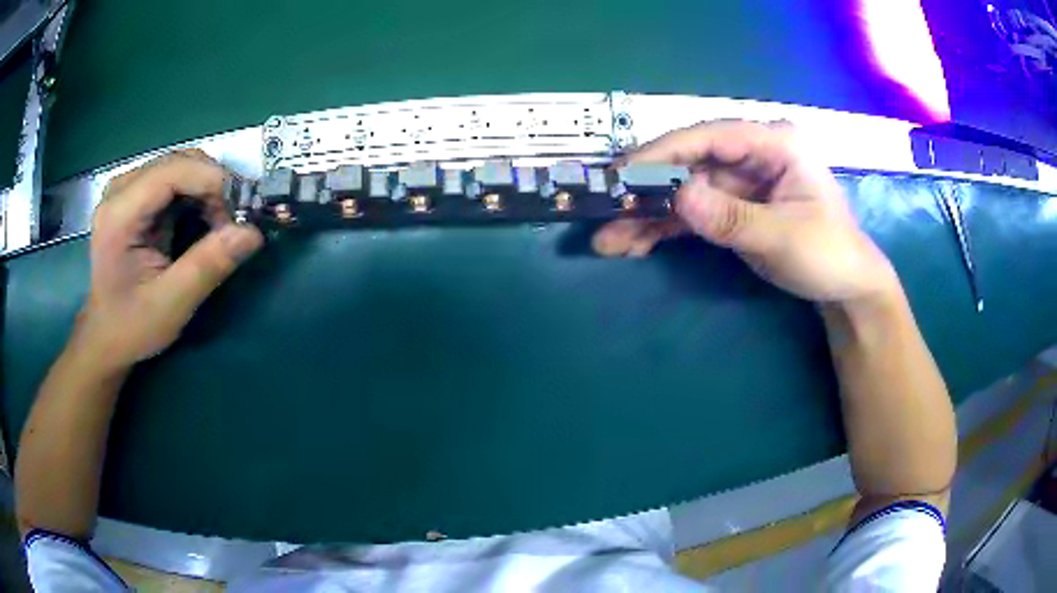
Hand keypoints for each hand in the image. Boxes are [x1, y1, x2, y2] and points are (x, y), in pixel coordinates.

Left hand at [76, 150, 262, 368]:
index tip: (243, 211)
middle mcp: (120, 190)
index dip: (213, 181)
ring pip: (181, 166)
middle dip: (213, 186)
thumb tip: (252, 233)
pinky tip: (204, 219)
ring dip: (208, 190)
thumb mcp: (171, 304)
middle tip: (233, 224)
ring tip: (221, 225)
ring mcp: (126, 190)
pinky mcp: (134, 196)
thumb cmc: (132, 326)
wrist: (105, 338)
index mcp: (120, 214)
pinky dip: (197, 194)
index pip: (173, 171)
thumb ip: (208, 265)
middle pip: (179, 162)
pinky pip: (174, 179)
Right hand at [592, 120, 897, 303]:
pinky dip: (663, 228)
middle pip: (689, 162)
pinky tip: (634, 244)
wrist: (846, 287)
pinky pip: (691, 213)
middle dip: (647, 189)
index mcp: (774, 143)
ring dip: (647, 215)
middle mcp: (752, 154)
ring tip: (609, 240)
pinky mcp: (732, 206)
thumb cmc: (829, 254)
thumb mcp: (784, 238)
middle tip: (604, 209)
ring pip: (684, 190)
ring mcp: (739, 180)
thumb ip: (733, 218)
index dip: (665, 152)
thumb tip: (680, 197)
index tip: (624, 173)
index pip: (711, 137)